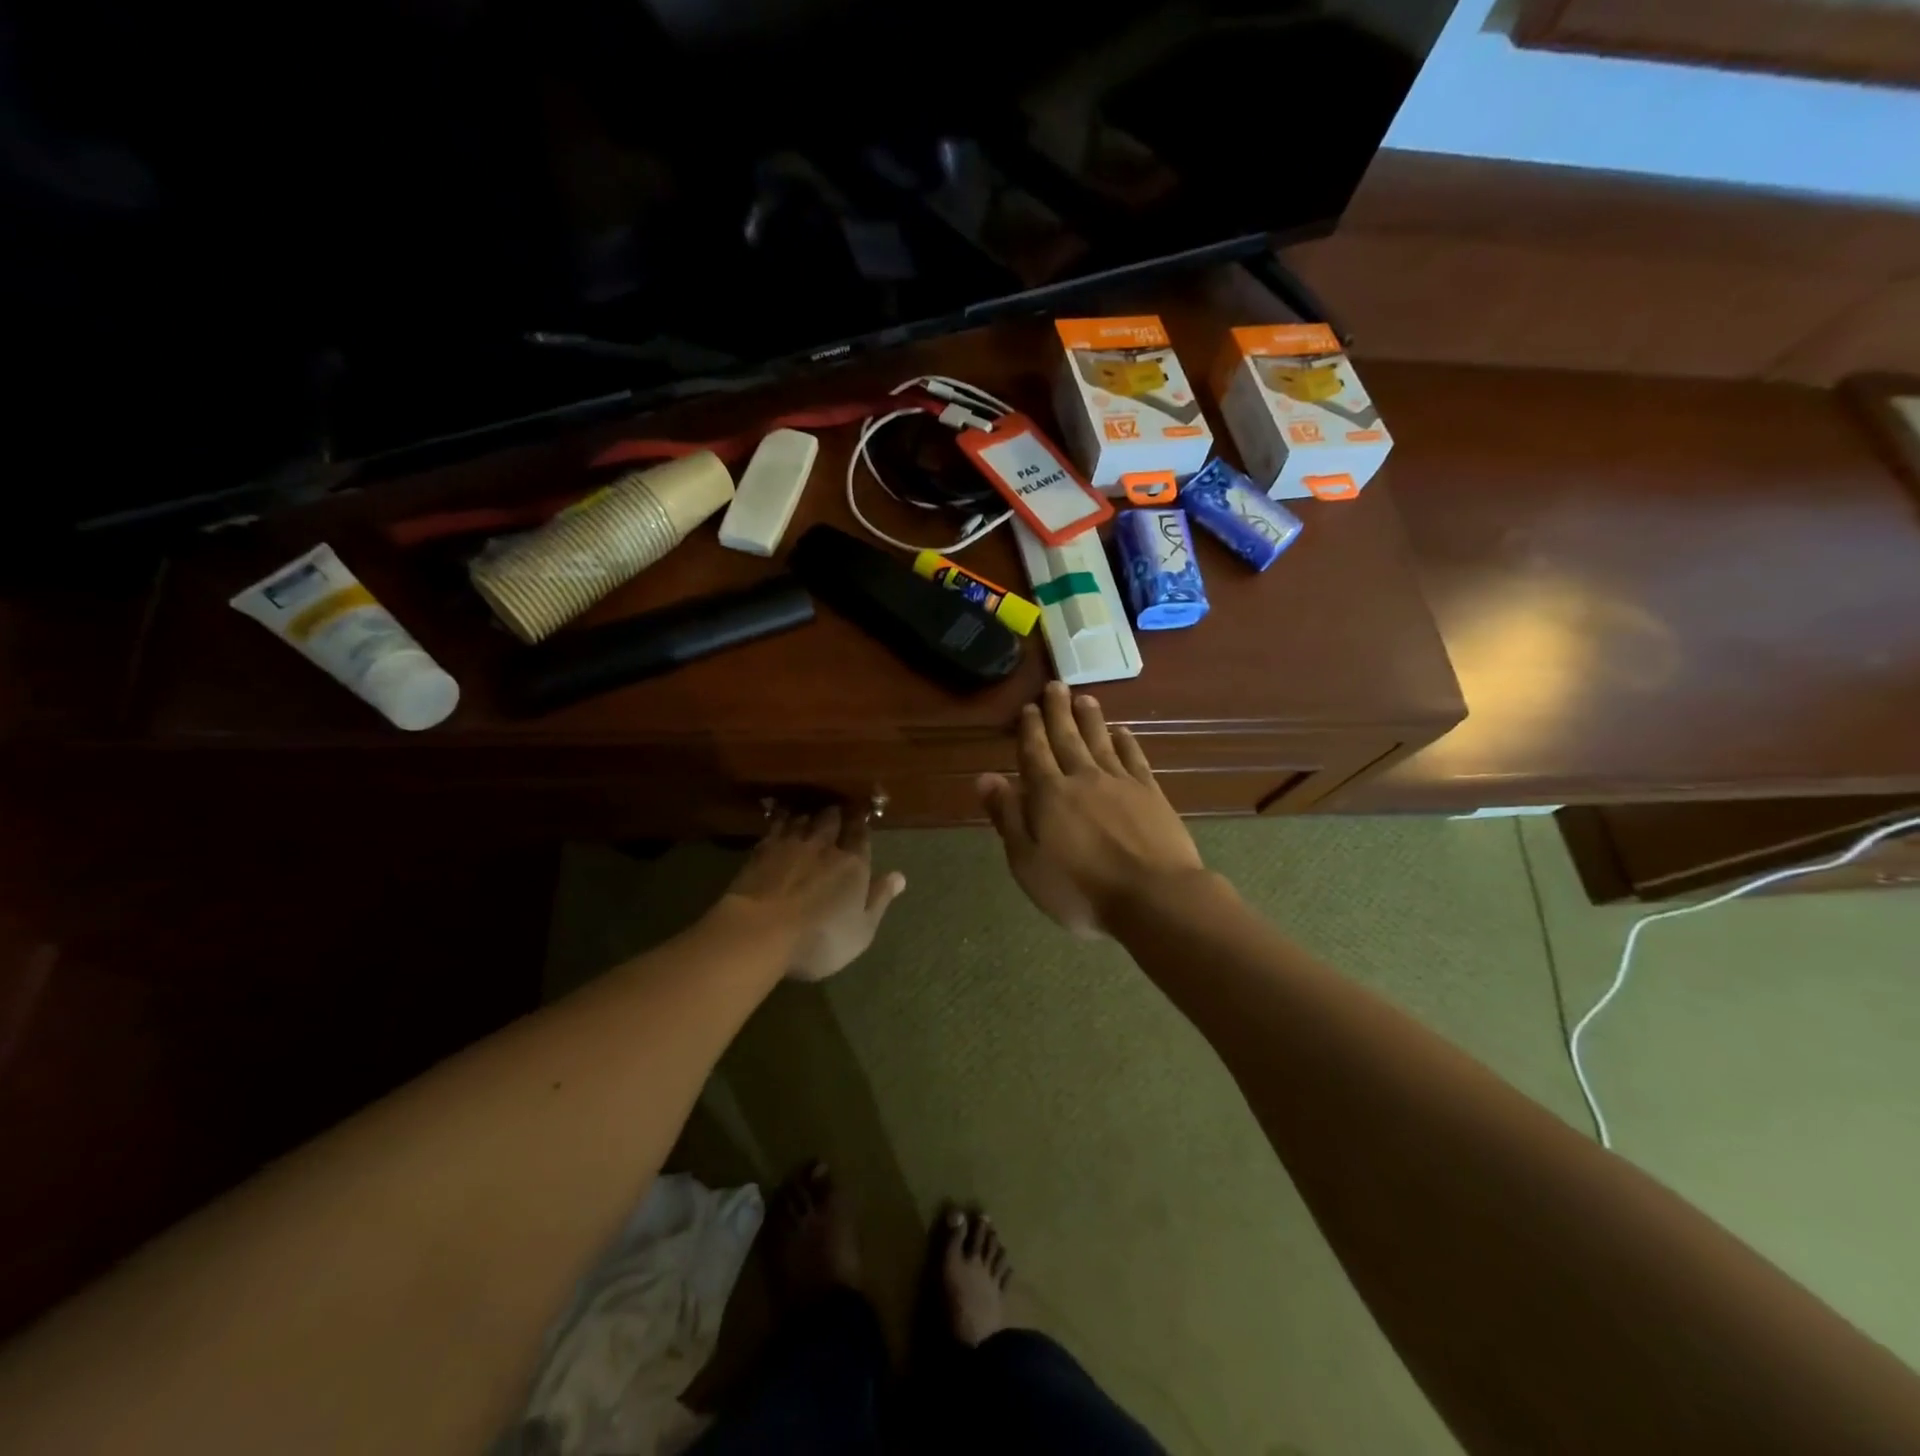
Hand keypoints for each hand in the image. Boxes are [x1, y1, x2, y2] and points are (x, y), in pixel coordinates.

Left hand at [722, 805, 906, 981]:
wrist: (760, 931)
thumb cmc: (819, 938)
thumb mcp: (861, 930)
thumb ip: (880, 899)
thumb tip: (899, 875)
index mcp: (853, 864)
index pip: (861, 836)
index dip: (861, 825)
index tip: (861, 818)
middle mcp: (824, 846)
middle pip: (832, 820)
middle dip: (836, 814)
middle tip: (836, 812)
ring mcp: (790, 845)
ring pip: (803, 818)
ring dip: (809, 815)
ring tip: (810, 814)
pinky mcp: (762, 850)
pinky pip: (776, 826)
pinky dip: (782, 819)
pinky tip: (781, 819)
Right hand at [977, 681, 1204, 937]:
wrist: (1153, 897)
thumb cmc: (1081, 889)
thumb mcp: (1028, 862)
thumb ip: (1007, 817)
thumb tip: (985, 777)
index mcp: (1049, 795)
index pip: (1035, 754)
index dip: (1030, 730)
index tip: (1028, 708)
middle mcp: (1083, 778)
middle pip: (1067, 738)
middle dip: (1058, 712)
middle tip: (1055, 685)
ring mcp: (1120, 783)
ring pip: (1100, 741)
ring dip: (1090, 719)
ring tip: (1084, 697)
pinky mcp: (1151, 793)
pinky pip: (1134, 758)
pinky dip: (1126, 742)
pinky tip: (1123, 732)